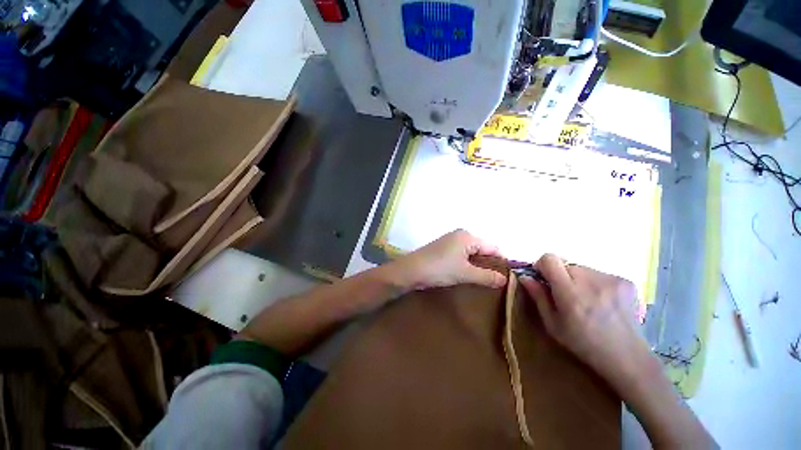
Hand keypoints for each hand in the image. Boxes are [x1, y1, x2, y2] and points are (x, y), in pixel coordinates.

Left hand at [384, 229, 506, 291]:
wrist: (411, 271)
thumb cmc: (440, 269)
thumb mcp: (465, 273)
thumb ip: (487, 276)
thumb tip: (505, 279)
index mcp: (468, 236)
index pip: (493, 247)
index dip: (501, 262)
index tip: (509, 278)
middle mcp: (460, 235)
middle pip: (482, 249)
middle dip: (489, 264)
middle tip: (497, 282)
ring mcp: (450, 241)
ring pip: (471, 253)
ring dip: (477, 266)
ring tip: (484, 281)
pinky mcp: (443, 249)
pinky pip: (461, 255)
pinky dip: (466, 265)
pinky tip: (468, 276)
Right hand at [519, 254, 649, 387]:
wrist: (627, 356)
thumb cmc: (583, 343)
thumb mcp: (552, 324)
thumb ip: (538, 296)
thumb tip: (525, 276)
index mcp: (570, 292)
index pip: (550, 259)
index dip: (543, 265)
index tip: (544, 279)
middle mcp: (591, 280)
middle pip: (566, 264)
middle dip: (561, 276)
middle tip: (566, 295)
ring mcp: (611, 279)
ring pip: (583, 269)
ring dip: (578, 279)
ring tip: (586, 300)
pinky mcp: (626, 281)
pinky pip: (600, 274)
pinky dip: (595, 284)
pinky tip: (602, 302)